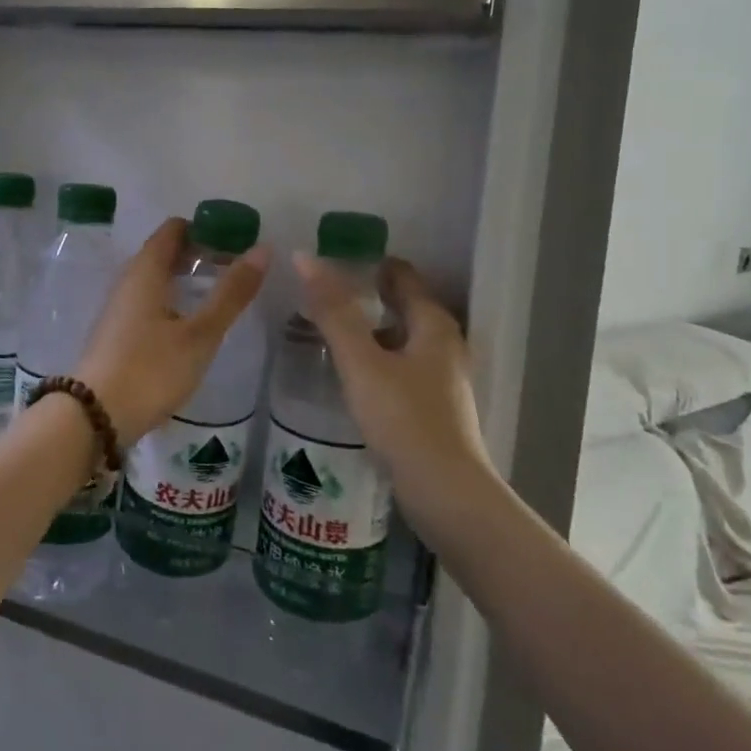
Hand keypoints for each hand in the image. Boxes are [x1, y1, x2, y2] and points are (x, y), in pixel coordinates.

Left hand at [75, 218, 269, 444]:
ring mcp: (118, 308)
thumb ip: (231, 293)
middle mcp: (127, 281)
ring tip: (218, 296)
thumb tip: (262, 249)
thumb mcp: (200, 334)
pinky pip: (147, 302)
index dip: (204, 229)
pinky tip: (189, 325)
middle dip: (198, 255)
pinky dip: (172, 301)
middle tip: (235, 270)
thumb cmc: (151, 369)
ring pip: (155, 279)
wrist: (95, 416)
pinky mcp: (116, 333)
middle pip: (163, 253)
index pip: (173, 229)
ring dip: (185, 280)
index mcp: (145, 271)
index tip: (235, 242)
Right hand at [294, 253, 486, 482]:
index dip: (367, 262)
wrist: (445, 493)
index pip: (401, 274)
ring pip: (400, 337)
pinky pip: (400, 366)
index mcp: (433, 323)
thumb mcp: (361, 362)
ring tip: (326, 329)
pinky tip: (349, 372)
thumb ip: (333, 311)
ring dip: (368, 329)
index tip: (329, 259)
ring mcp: (441, 377)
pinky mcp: (433, 405)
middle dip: (365, 295)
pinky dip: (375, 358)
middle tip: (319, 293)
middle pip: (402, 304)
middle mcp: (444, 343)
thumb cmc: (404, 419)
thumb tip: (305, 257)